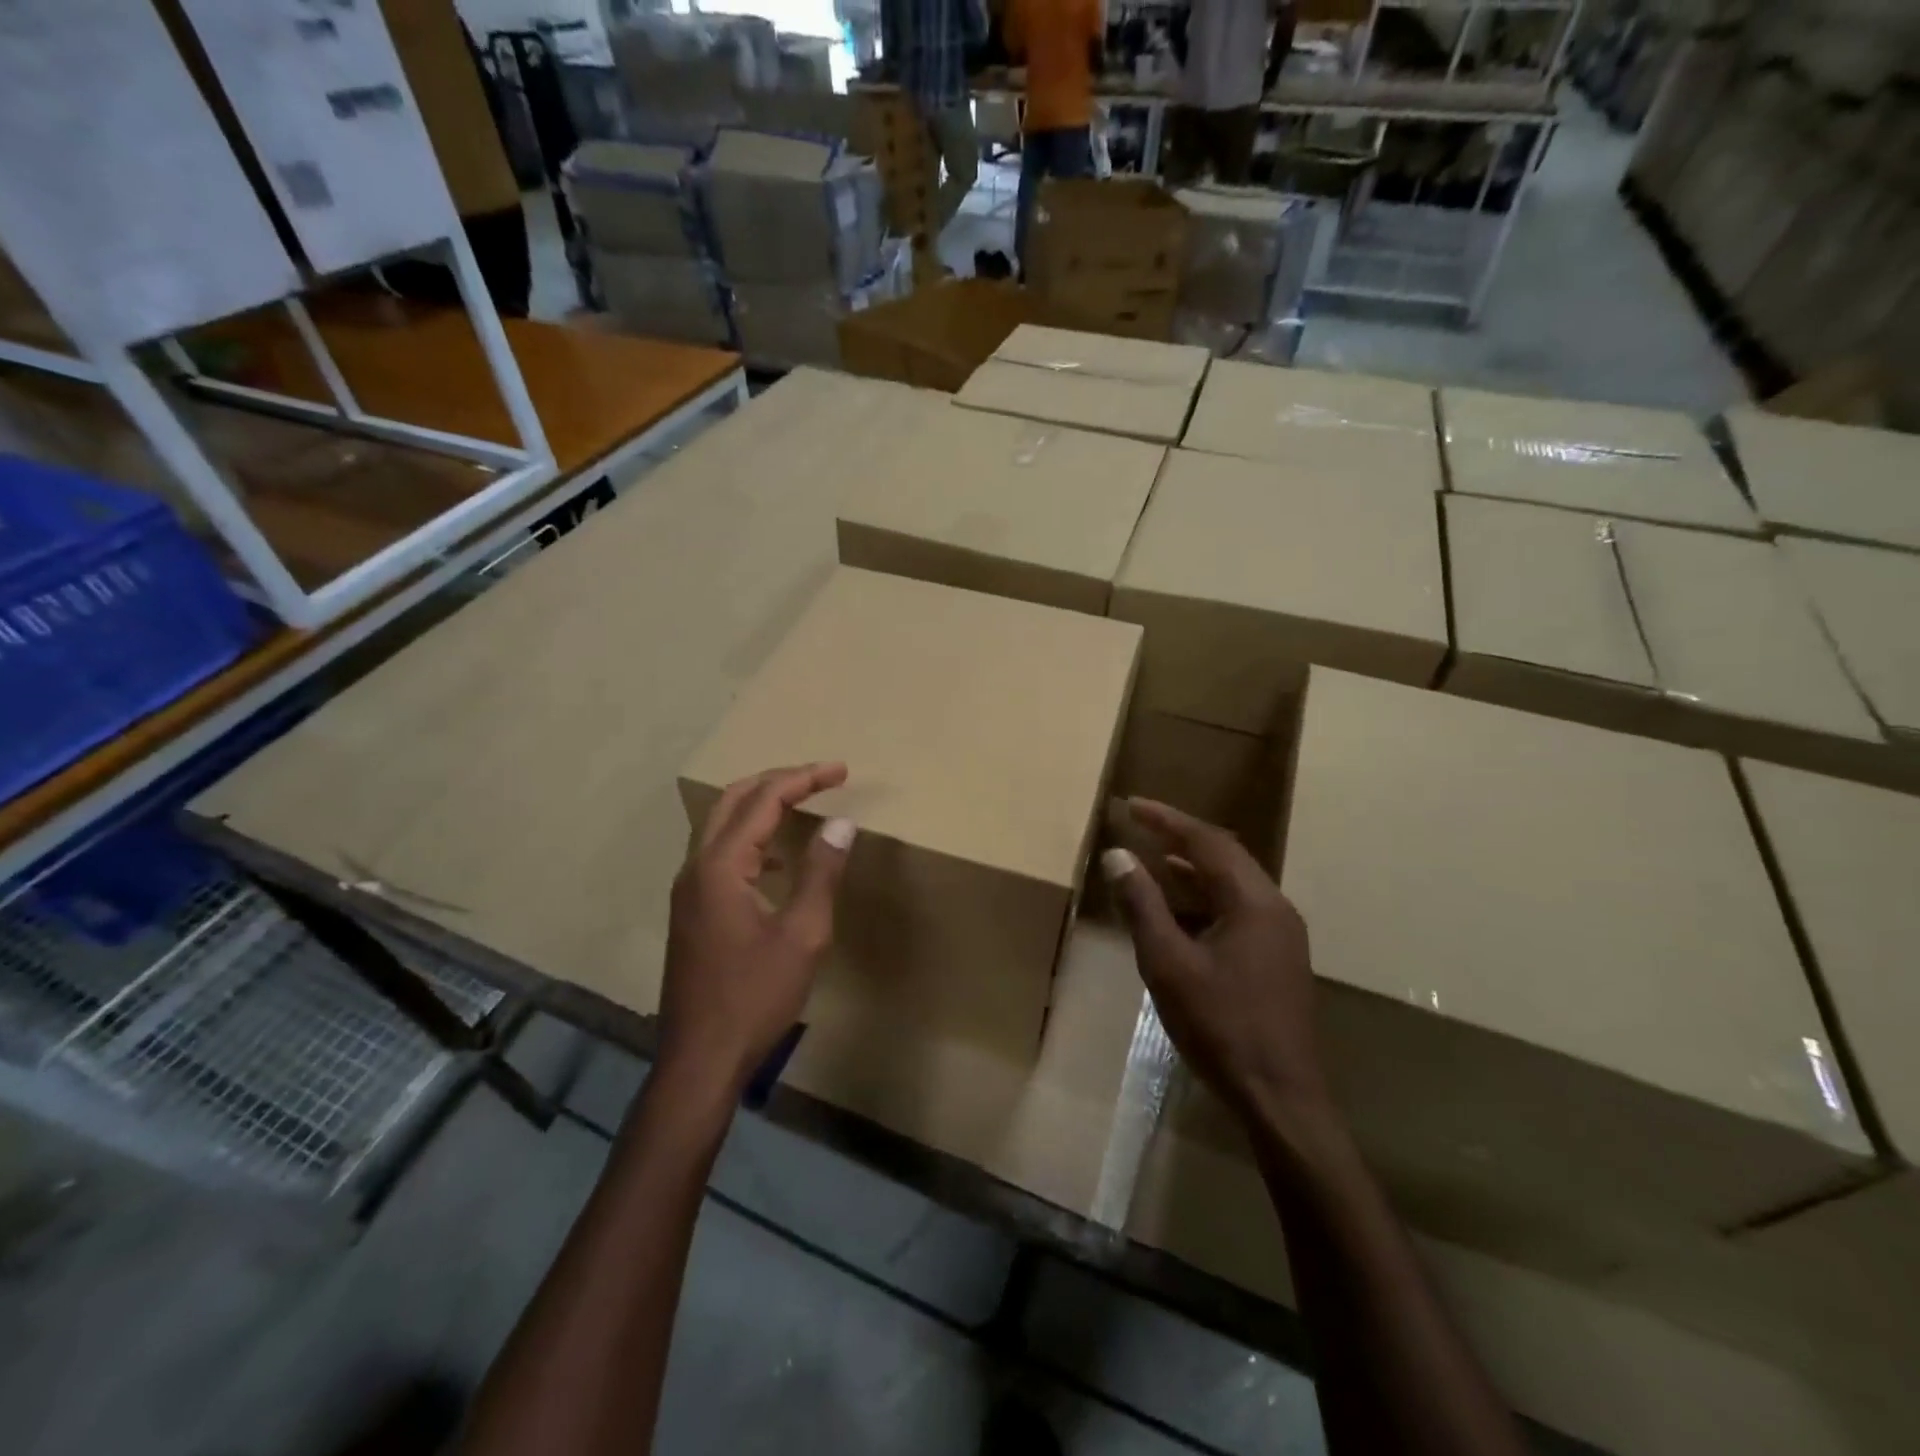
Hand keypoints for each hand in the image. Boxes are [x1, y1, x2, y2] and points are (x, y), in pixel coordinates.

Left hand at [659, 763, 855, 1099]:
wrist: (700, 1059)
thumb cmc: (755, 997)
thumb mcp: (802, 935)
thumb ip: (820, 873)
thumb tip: (840, 823)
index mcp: (721, 866)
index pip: (764, 800)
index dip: (805, 779)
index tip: (842, 771)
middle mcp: (696, 867)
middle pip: (734, 800)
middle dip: (779, 781)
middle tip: (822, 778)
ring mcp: (688, 890)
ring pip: (722, 825)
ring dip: (762, 805)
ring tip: (803, 803)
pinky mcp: (691, 910)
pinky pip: (720, 853)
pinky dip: (752, 838)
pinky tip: (779, 860)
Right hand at [1102, 798, 1330, 1127]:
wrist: (1280, 1096)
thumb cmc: (1220, 1025)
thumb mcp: (1168, 963)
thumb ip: (1142, 905)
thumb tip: (1117, 856)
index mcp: (1253, 901)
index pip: (1207, 841)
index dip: (1167, 819)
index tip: (1131, 806)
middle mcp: (1275, 907)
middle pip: (1225, 855)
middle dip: (1181, 836)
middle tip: (1140, 825)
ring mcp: (1281, 934)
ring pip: (1233, 883)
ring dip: (1194, 868)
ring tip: (1154, 860)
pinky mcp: (1278, 958)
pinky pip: (1239, 908)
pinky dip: (1206, 897)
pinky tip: (1181, 911)